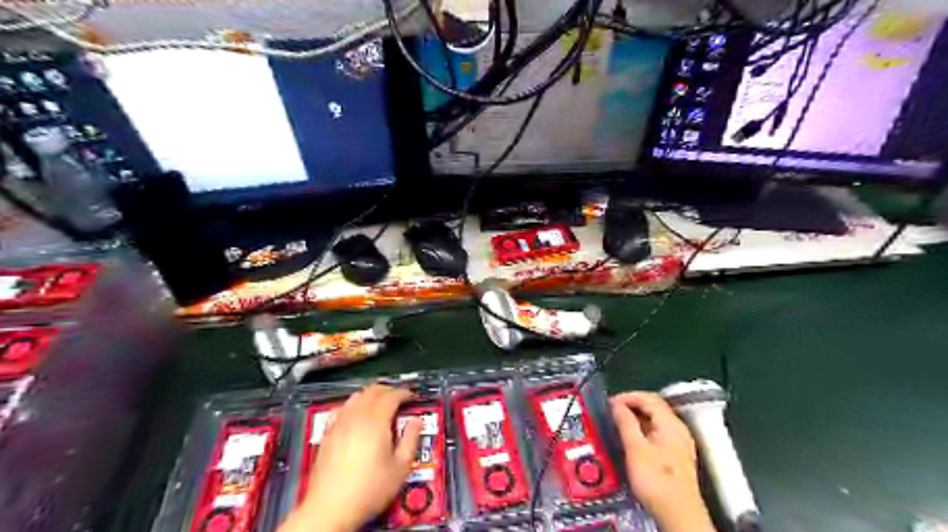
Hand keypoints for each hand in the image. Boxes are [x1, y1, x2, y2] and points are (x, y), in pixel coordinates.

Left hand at [278, 384, 424, 528]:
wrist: (330, 508)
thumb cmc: (370, 489)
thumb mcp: (400, 467)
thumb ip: (410, 439)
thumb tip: (417, 420)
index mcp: (376, 421)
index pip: (391, 395)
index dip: (404, 392)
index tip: (413, 397)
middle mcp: (356, 416)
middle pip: (373, 391)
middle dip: (388, 390)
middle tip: (400, 399)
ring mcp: (339, 423)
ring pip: (356, 397)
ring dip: (371, 396)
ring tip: (381, 405)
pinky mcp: (327, 433)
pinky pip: (341, 408)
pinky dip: (353, 405)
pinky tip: (356, 416)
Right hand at [612, 390, 714, 531]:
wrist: (678, 514)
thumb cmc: (656, 480)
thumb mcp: (635, 449)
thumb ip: (625, 423)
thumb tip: (617, 406)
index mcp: (671, 424)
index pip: (648, 398)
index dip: (627, 396)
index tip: (610, 403)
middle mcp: (678, 430)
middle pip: (653, 406)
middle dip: (631, 405)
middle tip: (611, 411)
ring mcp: (679, 443)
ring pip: (655, 420)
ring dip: (635, 418)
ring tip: (617, 424)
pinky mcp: (676, 456)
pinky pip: (657, 432)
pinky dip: (642, 430)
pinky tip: (631, 439)